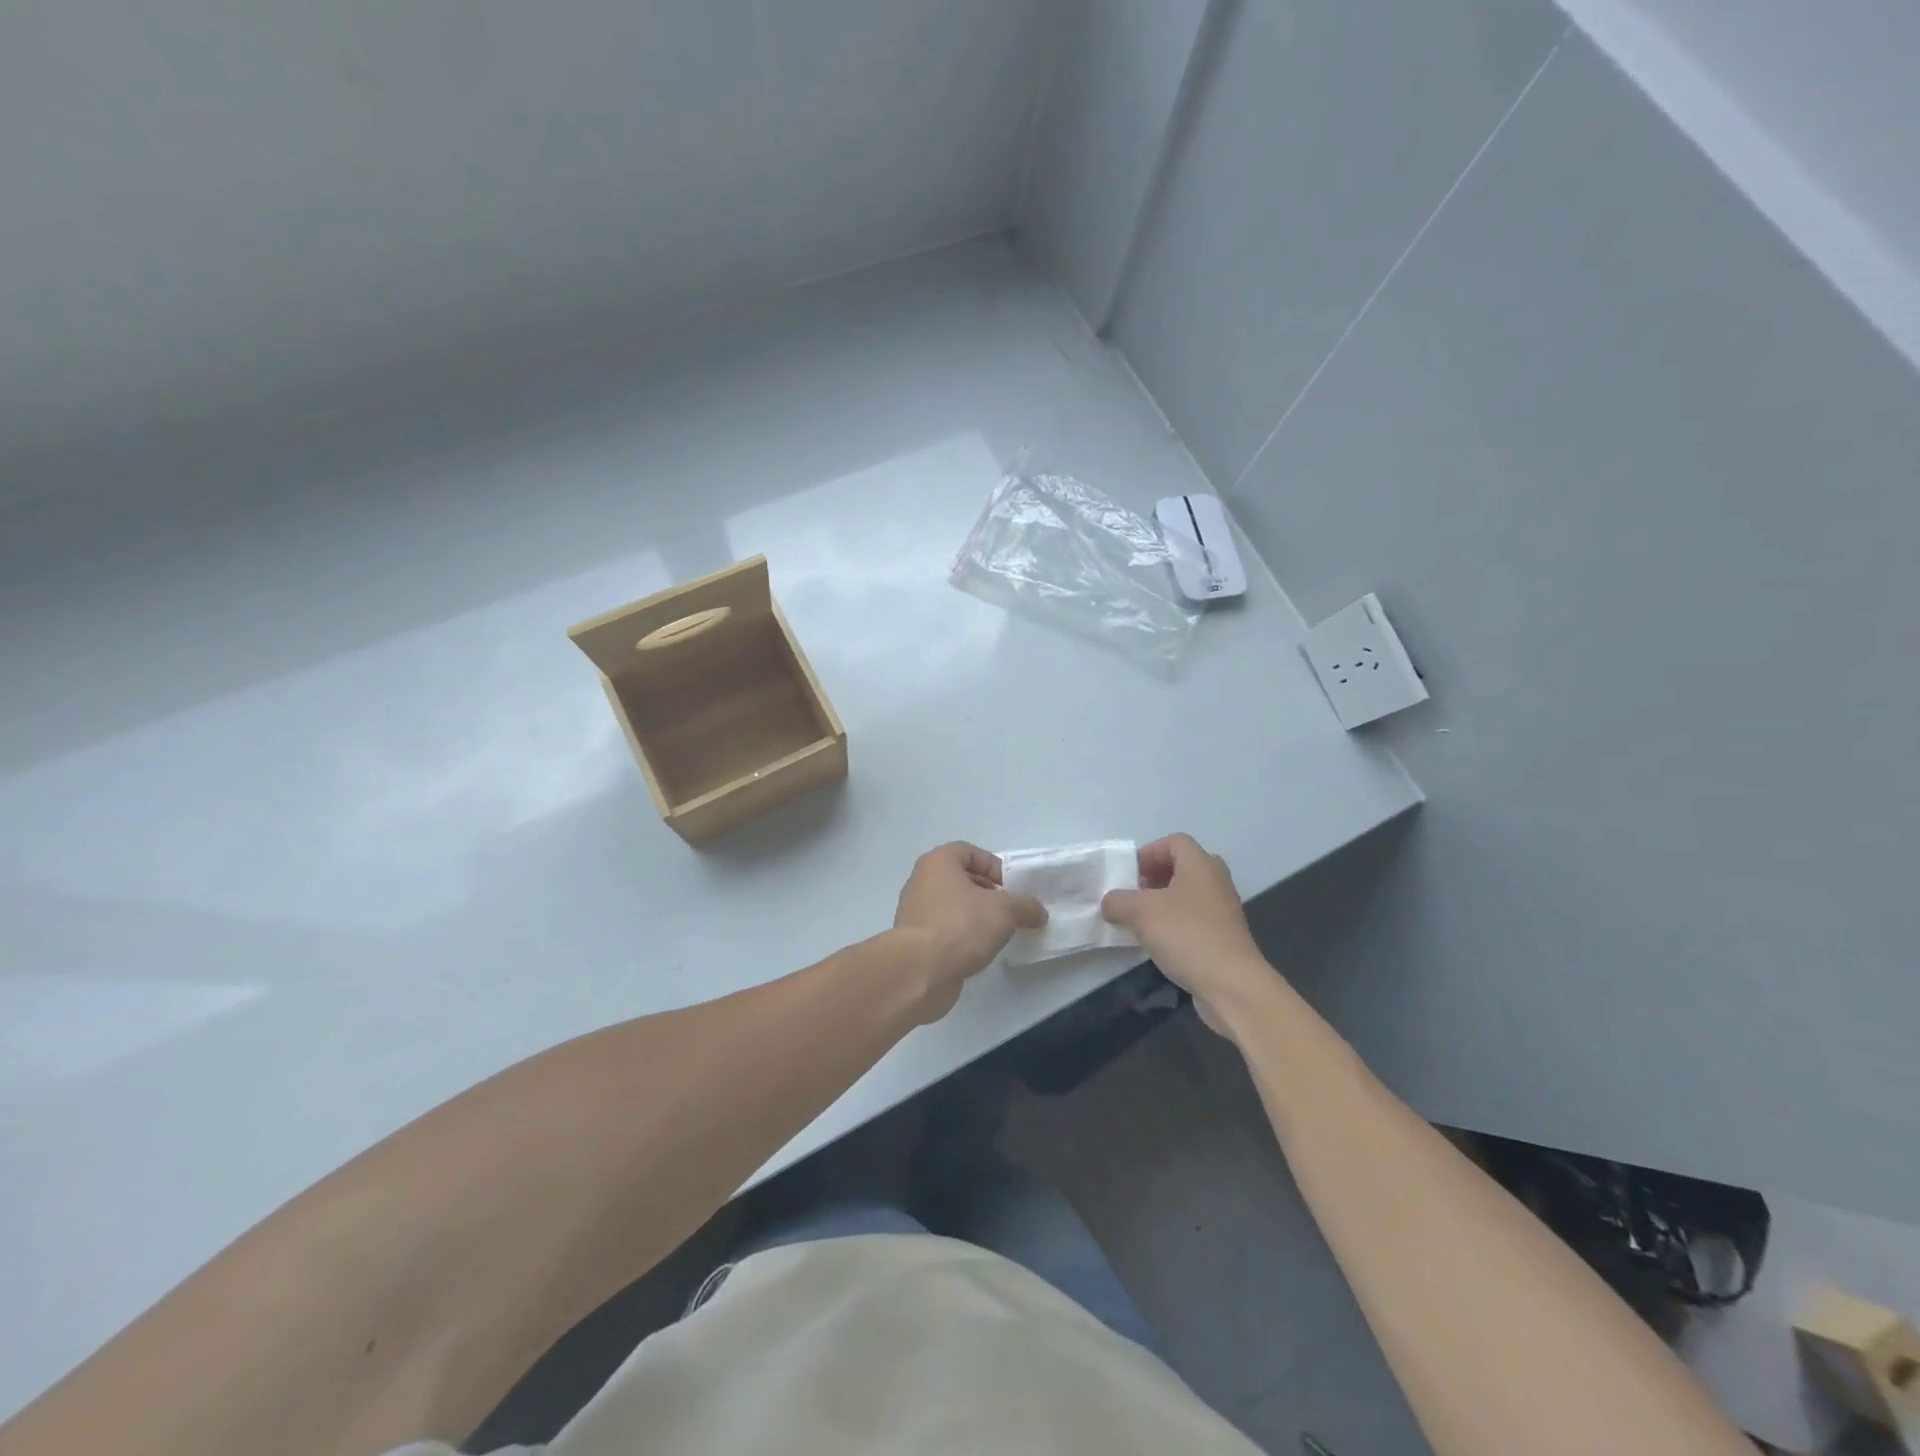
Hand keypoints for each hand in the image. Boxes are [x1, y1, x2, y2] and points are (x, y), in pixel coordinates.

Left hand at [893, 842, 1046, 1021]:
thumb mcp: (1005, 911)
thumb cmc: (961, 926)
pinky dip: (961, 936)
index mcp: (938, 862)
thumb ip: (1025, 906)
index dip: (994, 866)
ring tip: (996, 934)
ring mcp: (914, 911)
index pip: (970, 852)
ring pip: (953, 906)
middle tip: (1008, 912)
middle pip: (961, 879)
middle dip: (987, 893)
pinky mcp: (914, 939)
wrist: (920, 971)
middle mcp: (921, 881)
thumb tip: (1038, 911)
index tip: (1011, 889)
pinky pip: (944, 929)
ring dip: (975, 917)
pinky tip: (977, 951)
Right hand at [1100, 834, 1275, 1033]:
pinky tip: (1159, 943)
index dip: (1148, 853)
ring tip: (1141, 922)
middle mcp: (1216, 880)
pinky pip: (1195, 918)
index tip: (1130, 875)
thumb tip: (1110, 903)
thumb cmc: (1186, 935)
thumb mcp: (1140, 912)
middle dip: (1155, 877)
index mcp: (1200, 864)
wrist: (1231, 984)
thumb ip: (1118, 901)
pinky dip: (1176, 923)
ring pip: (1188, 894)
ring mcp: (1223, 909)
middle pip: (1182, 866)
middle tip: (1135, 895)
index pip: (1174, 841)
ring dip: (1163, 903)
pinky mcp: (1225, 935)